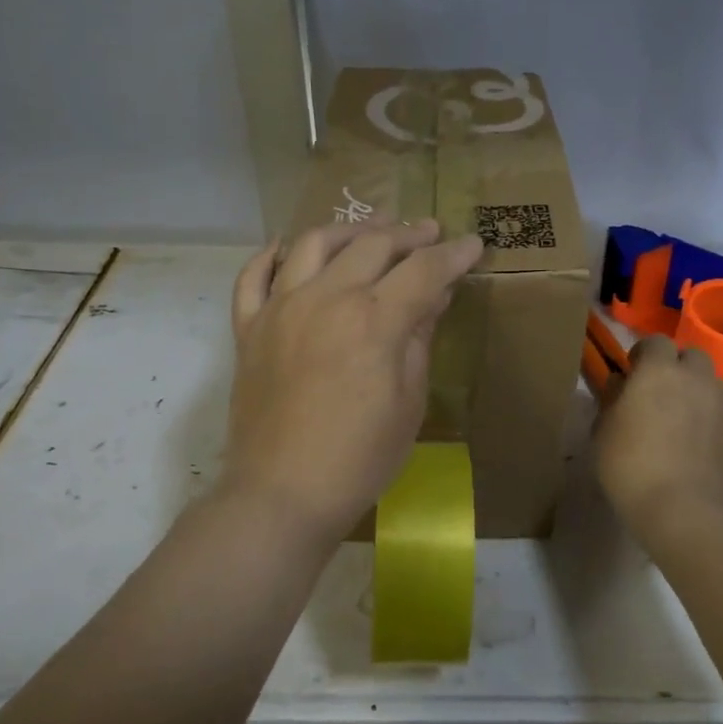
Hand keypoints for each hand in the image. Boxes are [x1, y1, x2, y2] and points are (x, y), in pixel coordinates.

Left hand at [219, 221, 484, 547]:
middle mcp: (325, 299)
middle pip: (371, 245)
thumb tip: (434, 295)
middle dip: (408, 234)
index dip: (453, 255)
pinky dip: (270, 256)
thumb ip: (420, 339)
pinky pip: (253, 277)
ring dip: (348, 230)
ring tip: (370, 231)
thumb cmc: (360, 458)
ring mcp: (280, 309)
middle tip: (429, 232)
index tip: (473, 243)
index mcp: (373, 320)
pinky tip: (288, 249)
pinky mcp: (249, 328)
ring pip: (313, 244)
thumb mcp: (408, 402)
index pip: (422, 270)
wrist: (282, 493)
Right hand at [594, 336, 722, 548]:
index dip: (643, 354)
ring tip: (679, 417)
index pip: (655, 341)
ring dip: (695, 390)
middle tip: (658, 392)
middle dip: (675, 366)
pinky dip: (708, 417)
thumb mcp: (603, 430)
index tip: (631, 373)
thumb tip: (620, 383)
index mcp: (659, 370)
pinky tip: (693, 443)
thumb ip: (611, 399)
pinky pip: (721, 411)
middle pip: (690, 355)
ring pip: (710, 382)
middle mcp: (695, 378)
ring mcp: (721, 404)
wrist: (683, 509)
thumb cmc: (630, 464)